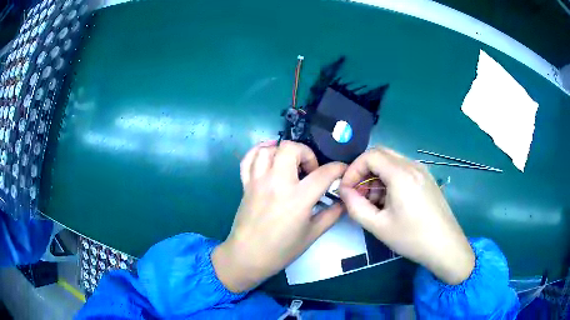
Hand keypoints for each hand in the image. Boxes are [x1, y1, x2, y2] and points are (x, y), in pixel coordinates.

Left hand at [212, 141, 346, 292]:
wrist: (247, 256)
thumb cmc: (281, 250)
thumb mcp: (312, 234)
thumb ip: (332, 214)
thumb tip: (344, 201)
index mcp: (298, 198)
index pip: (323, 173)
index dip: (338, 168)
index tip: (342, 171)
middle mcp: (276, 183)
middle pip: (290, 148)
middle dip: (306, 153)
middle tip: (310, 170)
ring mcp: (258, 181)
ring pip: (268, 149)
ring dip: (283, 151)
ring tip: (290, 164)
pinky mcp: (246, 184)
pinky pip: (248, 159)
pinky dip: (259, 152)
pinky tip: (268, 157)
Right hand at [338, 147, 474, 284]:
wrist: (446, 246)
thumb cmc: (412, 237)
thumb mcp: (378, 226)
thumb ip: (355, 206)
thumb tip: (344, 191)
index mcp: (401, 174)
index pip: (370, 155)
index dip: (353, 169)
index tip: (346, 190)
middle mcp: (413, 165)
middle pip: (381, 154)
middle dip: (364, 171)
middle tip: (357, 194)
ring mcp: (422, 171)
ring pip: (392, 162)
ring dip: (376, 176)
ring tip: (372, 203)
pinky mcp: (426, 179)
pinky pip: (403, 171)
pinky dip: (389, 180)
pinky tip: (389, 202)